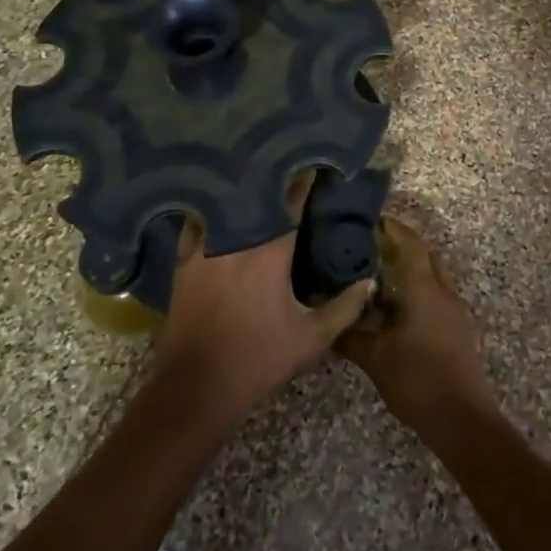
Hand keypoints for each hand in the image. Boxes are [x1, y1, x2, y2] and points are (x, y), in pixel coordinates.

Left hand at [152, 172, 373, 427]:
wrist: (194, 387)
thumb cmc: (257, 360)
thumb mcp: (311, 338)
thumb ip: (344, 307)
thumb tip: (368, 281)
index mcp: (269, 250)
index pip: (291, 201)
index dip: (306, 180)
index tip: (319, 164)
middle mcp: (234, 237)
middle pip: (256, 194)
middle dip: (275, 178)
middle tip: (291, 166)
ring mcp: (203, 246)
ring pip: (226, 205)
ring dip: (243, 192)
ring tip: (258, 181)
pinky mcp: (182, 261)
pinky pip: (199, 222)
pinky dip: (213, 212)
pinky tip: (221, 209)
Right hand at [339, 214, 497, 434]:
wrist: (462, 420)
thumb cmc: (417, 380)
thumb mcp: (375, 358)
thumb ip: (350, 334)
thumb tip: (327, 318)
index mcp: (424, 289)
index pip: (410, 244)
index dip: (392, 228)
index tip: (372, 219)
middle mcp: (444, 292)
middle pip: (425, 256)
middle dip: (402, 246)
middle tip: (371, 246)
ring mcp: (456, 311)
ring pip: (433, 277)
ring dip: (411, 270)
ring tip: (380, 276)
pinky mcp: (460, 330)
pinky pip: (437, 297)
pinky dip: (418, 292)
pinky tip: (398, 309)